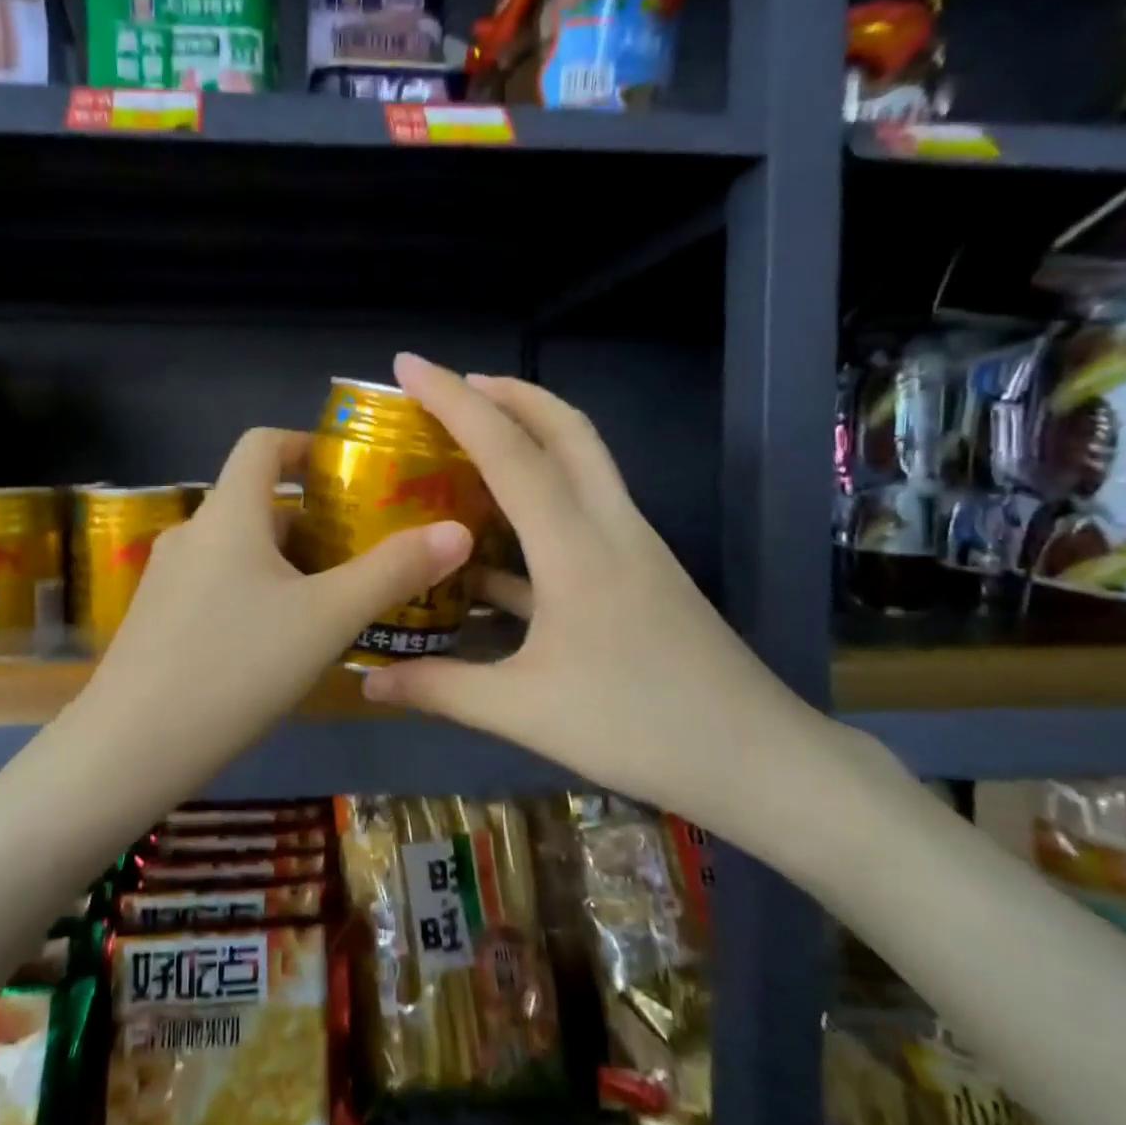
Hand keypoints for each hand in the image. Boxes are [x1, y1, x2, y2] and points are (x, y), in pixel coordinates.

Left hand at [72, 426, 472, 766]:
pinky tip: (286, 640)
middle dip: (315, 518)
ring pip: (242, 549)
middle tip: (368, 547)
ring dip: (290, 561)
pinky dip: (260, 591)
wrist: (130, 749)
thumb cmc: (235, 666)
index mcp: (228, 513)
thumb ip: (393, 572)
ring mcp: (168, 578)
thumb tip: (458, 531)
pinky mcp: (159, 619)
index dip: (307, 444)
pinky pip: (220, 584)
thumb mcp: (326, 618)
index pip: (262, 443)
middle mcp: (193, 532)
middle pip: (259, 501)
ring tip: (339, 597)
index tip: (353, 471)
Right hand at [359, 354, 906, 863]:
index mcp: (575, 545)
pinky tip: (499, 542)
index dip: (454, 400)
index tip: (409, 365)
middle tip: (455, 386)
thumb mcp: (523, 711)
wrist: (757, 759)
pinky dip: (540, 502)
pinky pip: (584, 510)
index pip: (508, 450)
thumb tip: (368, 682)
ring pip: (583, 462)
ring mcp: (633, 546)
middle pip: (566, 428)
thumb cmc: (638, 726)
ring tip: (473, 443)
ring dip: (531, 436)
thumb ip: (441, 688)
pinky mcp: (642, 571)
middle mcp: (609, 526)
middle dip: (509, 393)